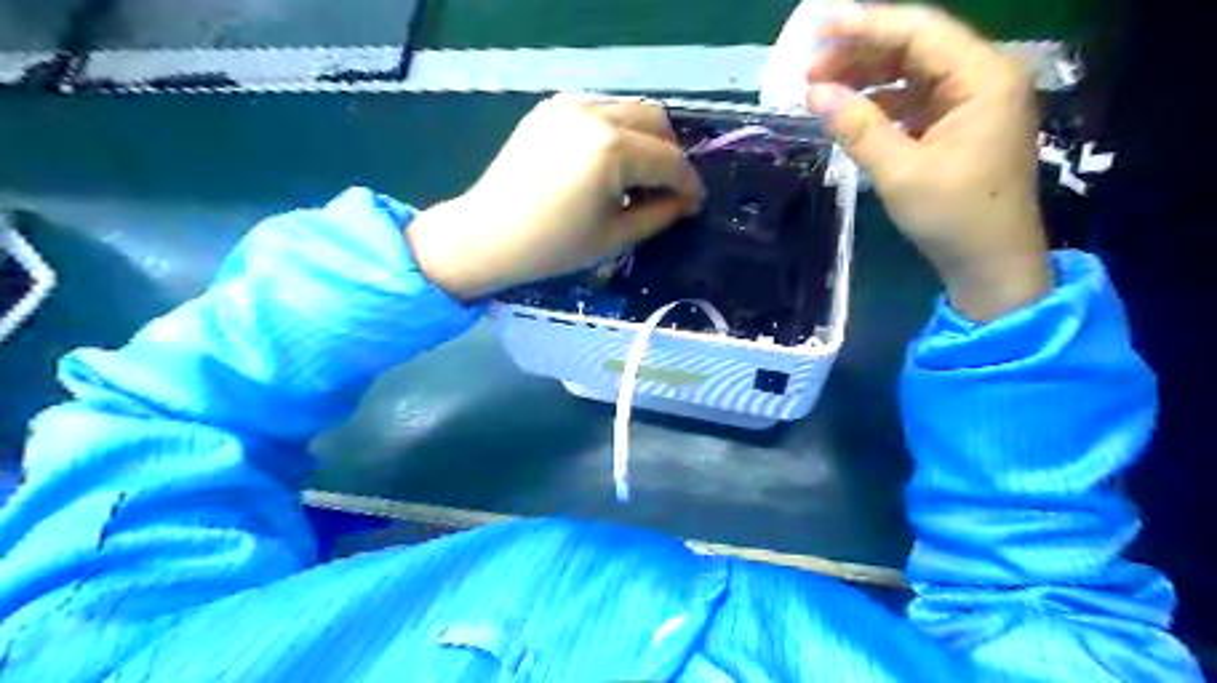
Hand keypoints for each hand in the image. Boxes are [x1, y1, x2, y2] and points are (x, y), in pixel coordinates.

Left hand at [405, 97, 704, 299]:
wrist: (487, 235)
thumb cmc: (553, 246)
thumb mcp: (614, 237)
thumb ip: (660, 214)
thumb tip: (687, 202)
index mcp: (612, 149)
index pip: (669, 160)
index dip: (688, 184)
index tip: (695, 204)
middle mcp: (594, 113)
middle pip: (656, 120)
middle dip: (670, 154)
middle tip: (666, 190)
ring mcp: (570, 104)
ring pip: (629, 109)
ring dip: (645, 140)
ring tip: (635, 179)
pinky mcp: (551, 108)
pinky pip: (601, 110)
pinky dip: (616, 132)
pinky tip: (606, 165)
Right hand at [806, 2, 1050, 320]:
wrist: (990, 263)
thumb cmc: (953, 217)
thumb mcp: (899, 172)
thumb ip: (858, 127)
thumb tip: (814, 93)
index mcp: (983, 77)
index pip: (920, 31)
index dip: (866, 24)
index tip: (820, 26)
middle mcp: (983, 77)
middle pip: (915, 47)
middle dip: (861, 54)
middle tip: (810, 70)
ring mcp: (972, 101)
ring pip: (912, 73)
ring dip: (867, 79)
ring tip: (820, 90)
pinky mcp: (959, 124)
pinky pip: (915, 100)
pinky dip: (881, 103)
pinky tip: (850, 112)